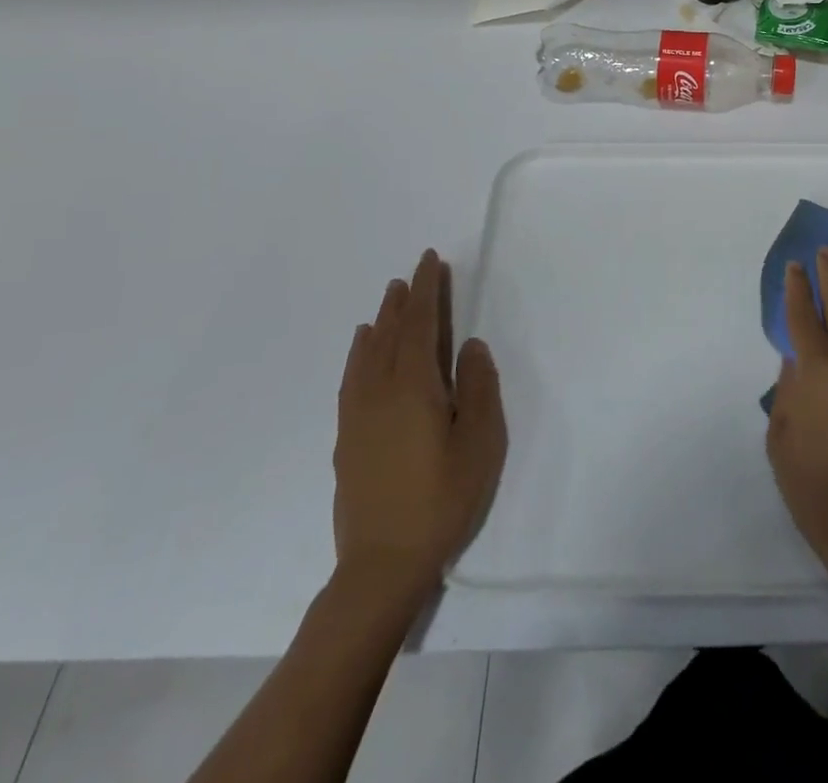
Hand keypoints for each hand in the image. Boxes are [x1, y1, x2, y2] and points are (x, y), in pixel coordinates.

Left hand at [332, 250, 506, 590]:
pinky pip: (352, 378)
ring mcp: (358, 416)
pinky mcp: (347, 439)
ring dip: (380, 322)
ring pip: (366, 355)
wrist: (382, 565)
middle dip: (403, 301)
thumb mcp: (479, 443)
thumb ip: (478, 388)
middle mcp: (379, 392)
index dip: (426, 290)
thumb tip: (470, 346)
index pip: (420, 325)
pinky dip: (359, 354)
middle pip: (390, 334)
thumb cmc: (441, 500)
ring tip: (388, 301)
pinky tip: (362, 352)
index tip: (430, 261)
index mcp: (413, 388)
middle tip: (411, 274)